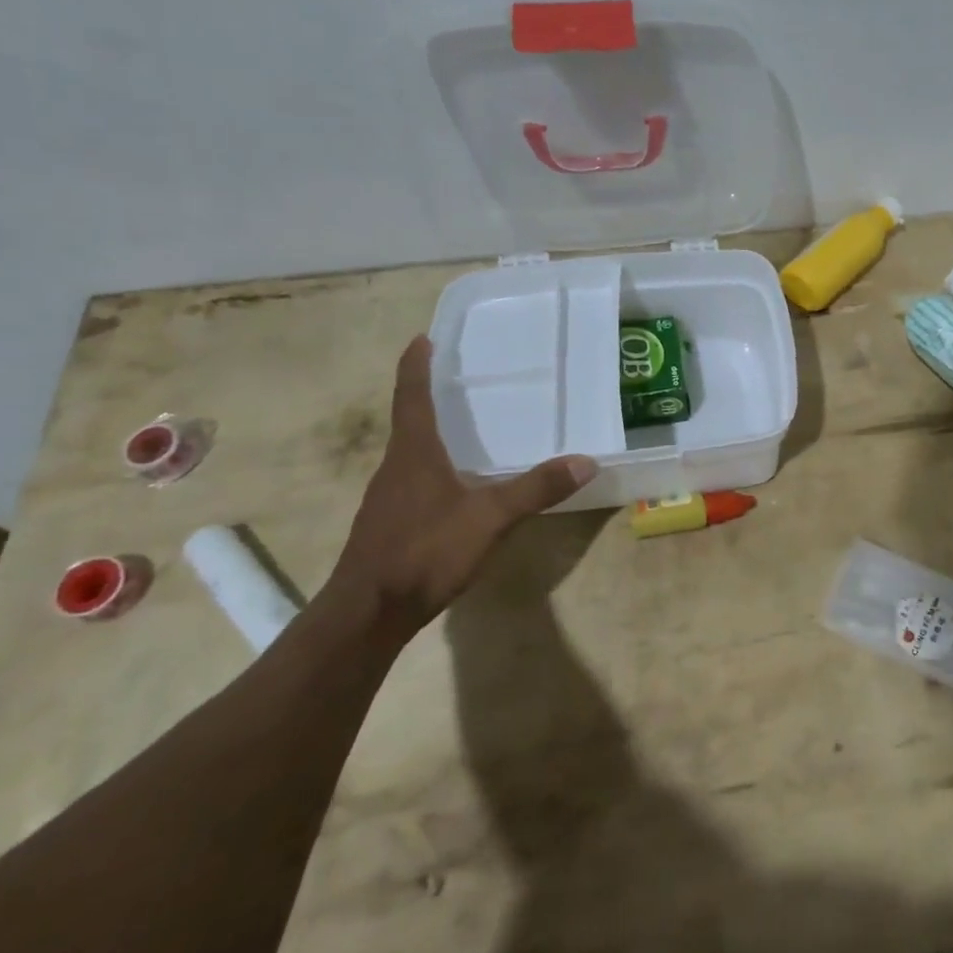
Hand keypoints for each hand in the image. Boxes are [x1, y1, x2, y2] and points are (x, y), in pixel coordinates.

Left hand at [330, 336, 596, 633]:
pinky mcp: (389, 524)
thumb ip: (536, 489)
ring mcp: (388, 498)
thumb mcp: (489, 518)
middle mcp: (396, 468)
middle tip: (458, 378)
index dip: (416, 366)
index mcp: (413, 454)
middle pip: (409, 421)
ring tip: (463, 427)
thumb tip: (585, 461)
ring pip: (411, 453)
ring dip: (431, 433)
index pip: (412, 397)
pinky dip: (433, 467)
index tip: (421, 338)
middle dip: (428, 395)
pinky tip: (456, 485)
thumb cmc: (424, 552)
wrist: (367, 614)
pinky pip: (414, 481)